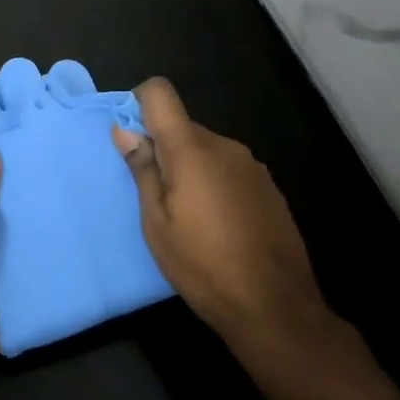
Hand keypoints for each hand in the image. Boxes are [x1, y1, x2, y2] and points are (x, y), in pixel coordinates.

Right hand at [114, 78, 331, 352]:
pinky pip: (229, 169)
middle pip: (183, 127)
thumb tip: (124, 130)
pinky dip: (214, 182)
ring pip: (207, 150)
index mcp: (191, 150)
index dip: (139, 103)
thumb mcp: (156, 223)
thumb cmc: (202, 265)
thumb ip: (142, 171)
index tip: (131, 137)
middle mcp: (225, 146)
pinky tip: (218, 224)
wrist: (275, 306)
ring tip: (187, 216)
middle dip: (163, 149)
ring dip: (190, 168)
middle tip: (155, 195)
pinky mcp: (269, 187)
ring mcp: (252, 165)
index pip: (160, 93)